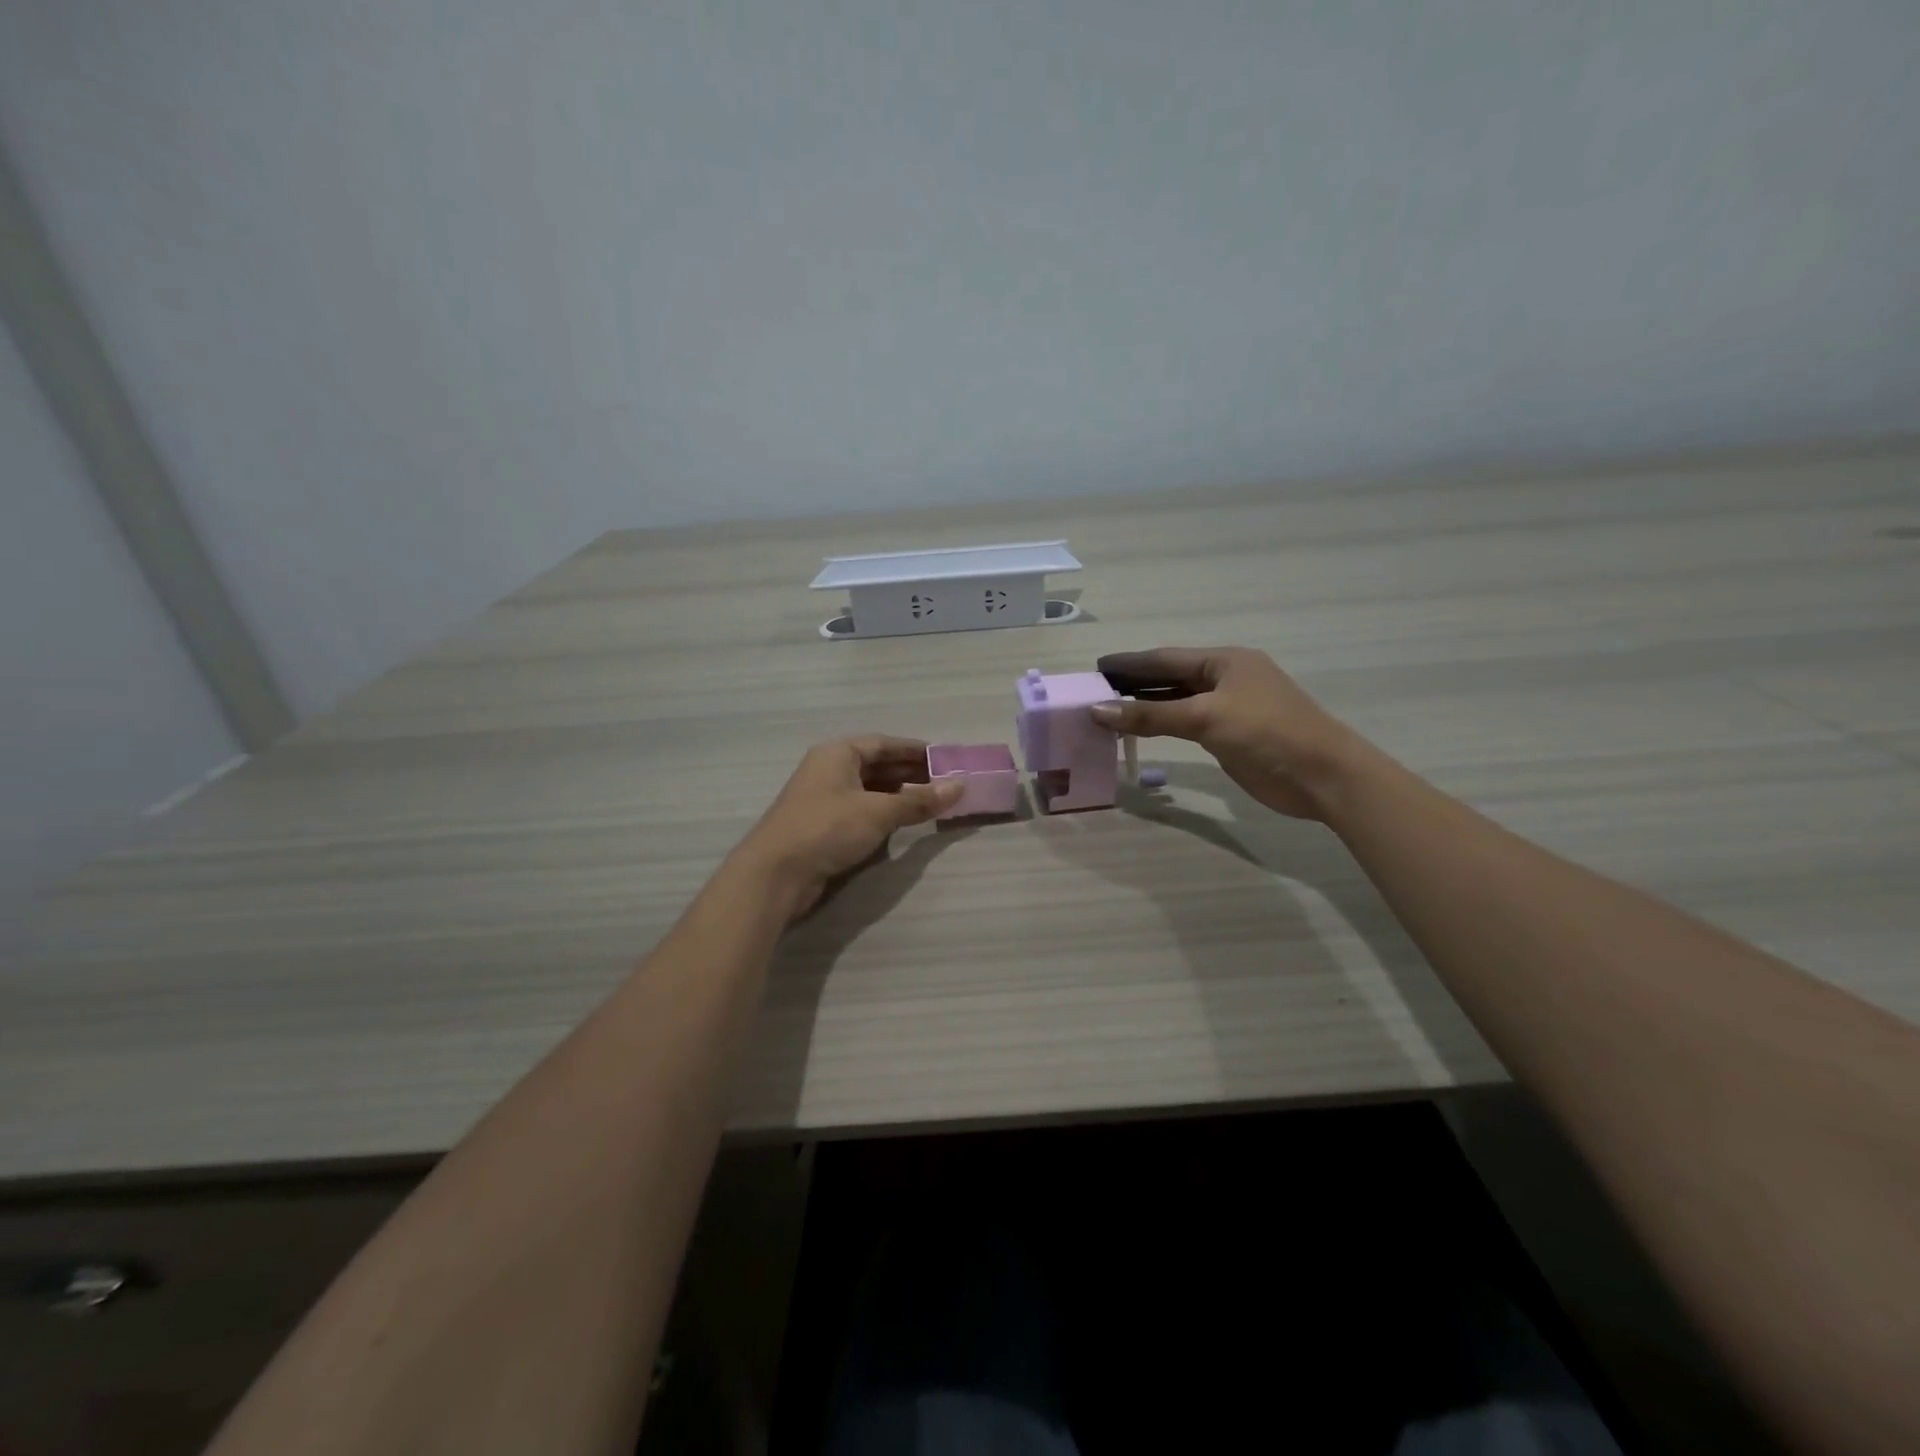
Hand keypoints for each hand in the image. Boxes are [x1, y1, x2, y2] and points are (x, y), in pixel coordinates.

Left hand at [733, 736, 961, 917]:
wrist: (776, 873)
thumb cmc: (827, 828)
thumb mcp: (879, 811)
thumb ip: (919, 800)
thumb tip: (960, 786)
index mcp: (837, 753)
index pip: (883, 744)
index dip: (915, 750)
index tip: (944, 759)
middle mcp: (829, 770)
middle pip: (877, 765)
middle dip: (910, 773)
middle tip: (945, 783)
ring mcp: (823, 799)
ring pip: (869, 790)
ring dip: (898, 795)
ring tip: (930, 803)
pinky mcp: (822, 826)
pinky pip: (860, 811)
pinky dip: (883, 813)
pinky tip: (902, 823)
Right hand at [1091, 647, 1363, 820]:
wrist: (1322, 776)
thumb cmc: (1266, 733)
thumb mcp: (1205, 718)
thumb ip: (1151, 715)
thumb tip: (1098, 710)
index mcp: (1224, 661)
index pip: (1165, 658)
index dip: (1129, 663)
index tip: (1095, 668)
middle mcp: (1225, 679)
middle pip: (1169, 678)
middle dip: (1133, 684)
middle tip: (1094, 692)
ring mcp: (1229, 708)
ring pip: (1177, 702)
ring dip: (1145, 707)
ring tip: (1107, 712)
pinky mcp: (1231, 736)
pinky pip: (1186, 724)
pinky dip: (1162, 726)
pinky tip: (1140, 731)